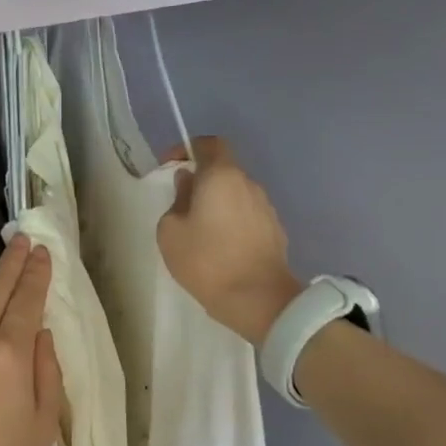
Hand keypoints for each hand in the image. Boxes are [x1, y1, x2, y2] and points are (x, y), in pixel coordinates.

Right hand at [157, 136, 302, 343]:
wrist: (259, 301)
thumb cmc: (207, 261)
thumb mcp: (170, 231)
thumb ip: (176, 200)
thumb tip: (188, 185)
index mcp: (222, 176)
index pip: (209, 144)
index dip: (187, 149)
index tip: (170, 167)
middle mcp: (248, 184)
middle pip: (222, 170)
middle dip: (200, 181)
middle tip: (180, 204)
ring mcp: (266, 207)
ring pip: (235, 194)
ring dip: (217, 203)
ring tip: (200, 229)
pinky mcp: (275, 230)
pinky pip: (247, 215)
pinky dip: (232, 221)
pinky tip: (220, 246)